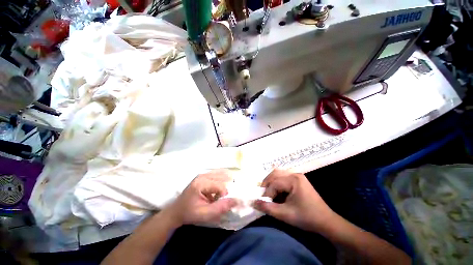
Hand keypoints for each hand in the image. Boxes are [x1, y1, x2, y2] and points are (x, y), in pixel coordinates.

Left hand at [165, 170, 236, 225]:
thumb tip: (237, 200)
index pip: (220, 185)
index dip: (224, 195)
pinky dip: (222, 180)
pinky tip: (219, 188)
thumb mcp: (205, 214)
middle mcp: (203, 175)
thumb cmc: (190, 213)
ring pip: (221, 173)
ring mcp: (203, 174)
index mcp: (201, 183)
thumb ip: (221, 207)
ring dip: (225, 183)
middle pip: (222, 177)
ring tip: (221, 193)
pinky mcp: (204, 175)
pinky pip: (217, 174)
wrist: (177, 211)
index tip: (220, 203)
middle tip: (222, 198)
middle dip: (226, 187)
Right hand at [254, 169, 335, 232]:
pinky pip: (283, 176)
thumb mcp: (285, 215)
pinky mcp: (298, 179)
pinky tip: (276, 190)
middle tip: (262, 195)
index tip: (263, 203)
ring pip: (278, 173)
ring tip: (268, 192)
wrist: (326, 221)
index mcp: (293, 180)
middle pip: (274, 174)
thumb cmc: (306, 218)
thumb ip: (268, 208)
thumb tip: (253, 202)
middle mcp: (294, 174)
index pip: (274, 183)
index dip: (266, 193)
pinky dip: (276, 182)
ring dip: (270, 182)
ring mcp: (297, 175)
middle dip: (266, 184)